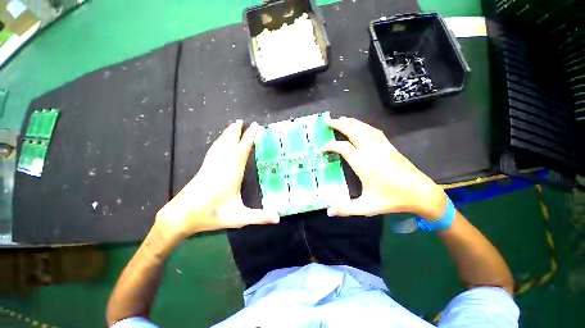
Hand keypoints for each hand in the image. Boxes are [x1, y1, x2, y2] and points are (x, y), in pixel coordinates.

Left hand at [156, 120, 279, 238]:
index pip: (242, 149)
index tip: (255, 125)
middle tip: (241, 120)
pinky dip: (218, 143)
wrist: (184, 214)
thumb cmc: (212, 214)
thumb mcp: (238, 218)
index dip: (250, 137)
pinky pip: (212, 150)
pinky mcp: (202, 169)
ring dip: (226, 134)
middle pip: (229, 142)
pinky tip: (217, 145)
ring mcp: (210, 165)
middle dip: (236, 131)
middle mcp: (221, 164)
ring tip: (231, 127)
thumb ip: (259, 217)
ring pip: (219, 145)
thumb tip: (279, 218)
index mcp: (231, 171)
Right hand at [323, 117, 445, 219]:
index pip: (343, 148)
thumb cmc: (392, 199)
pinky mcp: (391, 147)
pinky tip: (364, 127)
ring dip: (352, 122)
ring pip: (365, 128)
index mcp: (364, 164)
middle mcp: (372, 150)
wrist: (418, 191)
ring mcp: (382, 146)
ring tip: (342, 118)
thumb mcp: (367, 207)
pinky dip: (366, 126)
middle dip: (339, 125)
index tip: (322, 149)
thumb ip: (347, 209)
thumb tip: (329, 211)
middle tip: (328, 121)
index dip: (330, 146)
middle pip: (353, 131)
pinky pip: (376, 132)